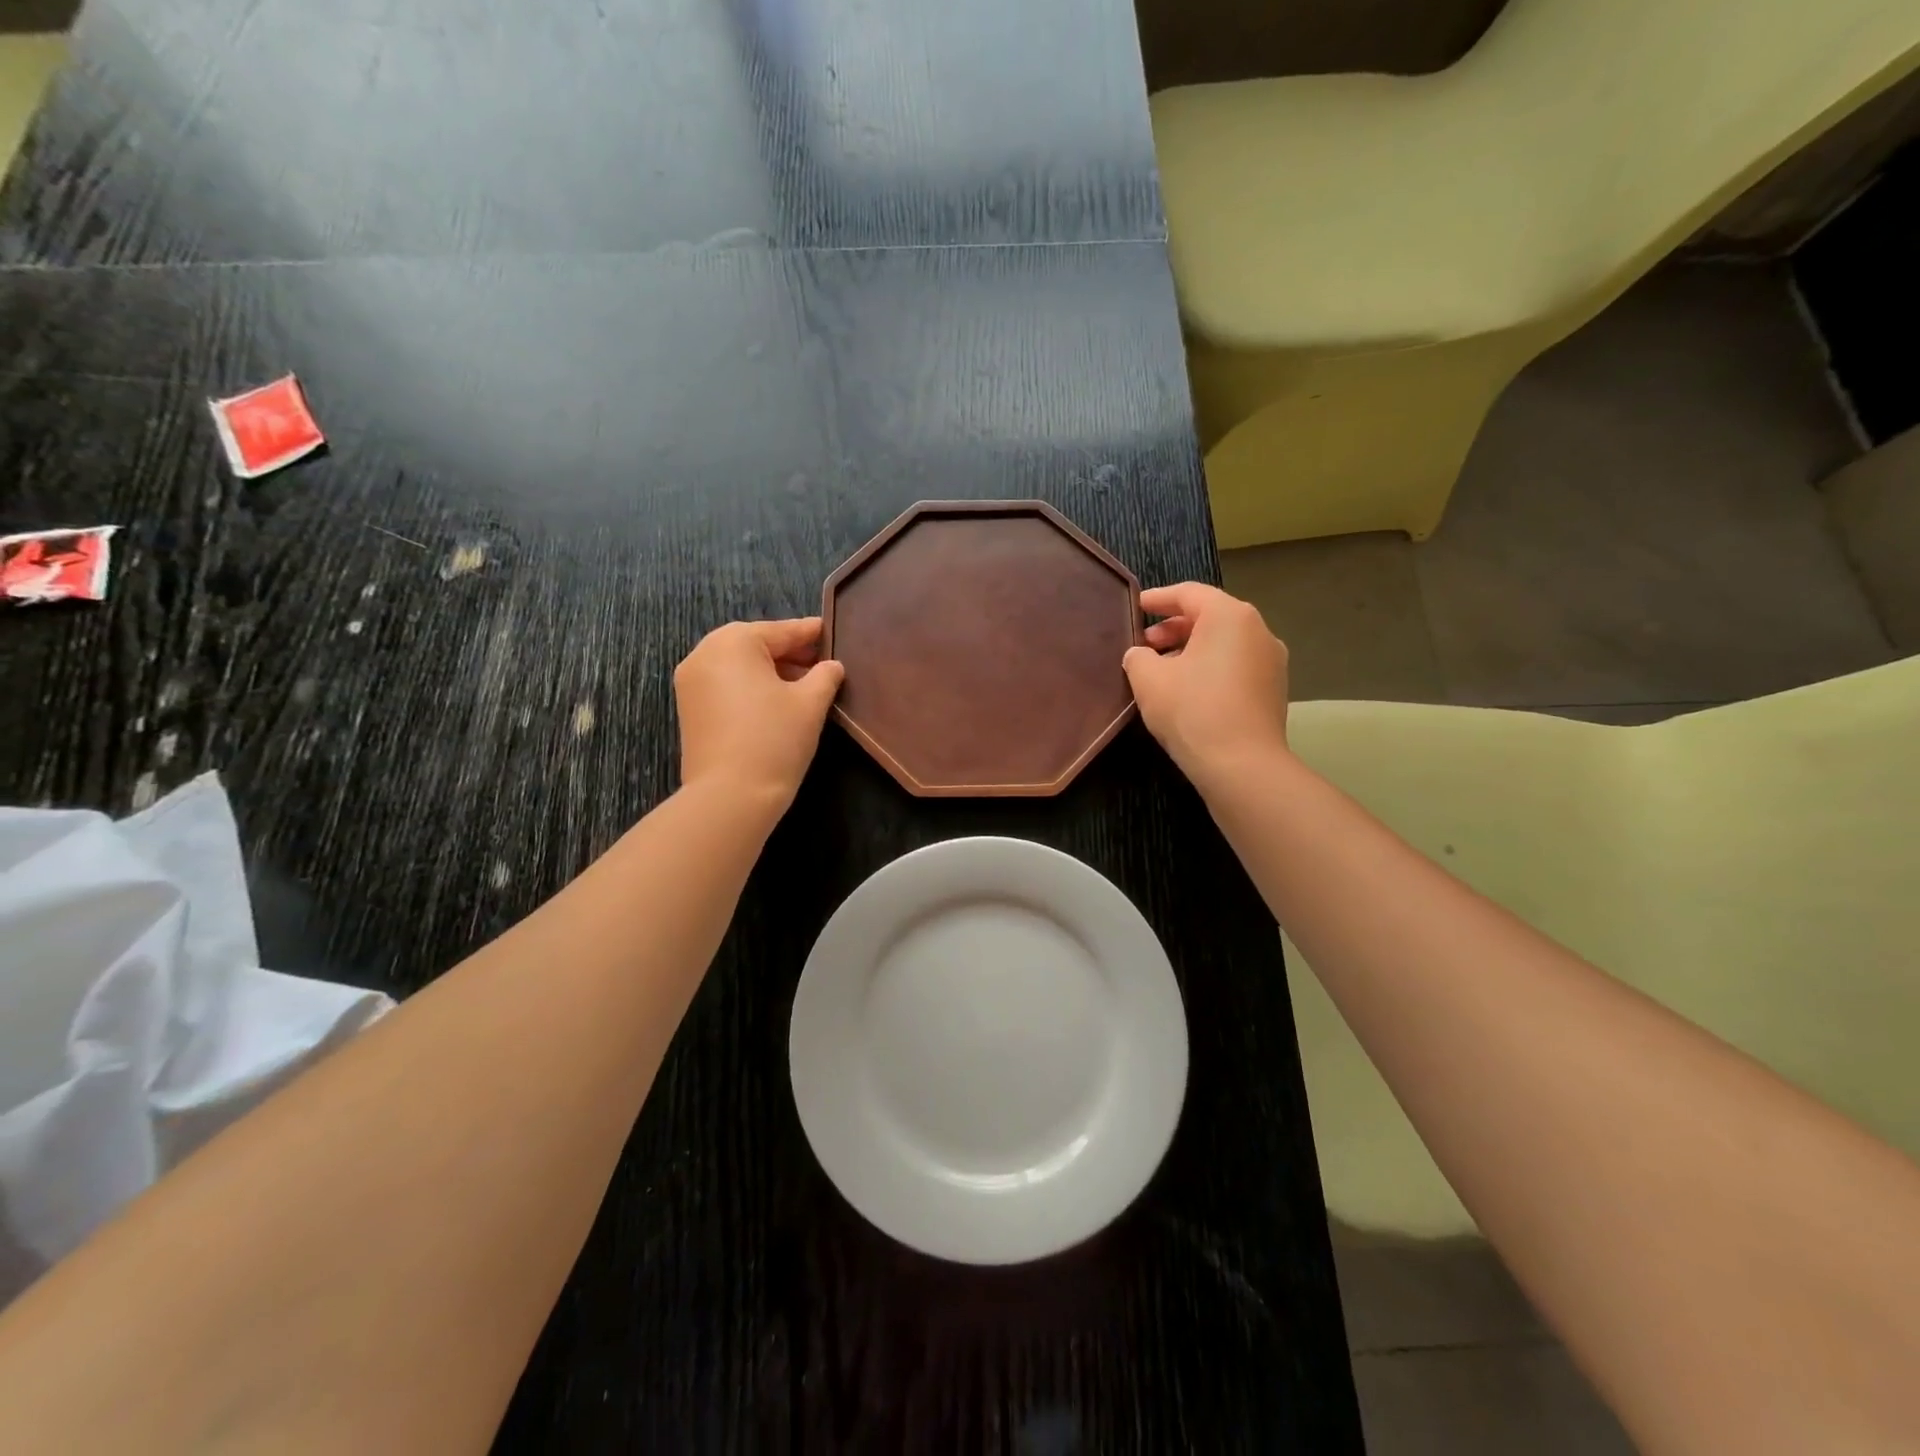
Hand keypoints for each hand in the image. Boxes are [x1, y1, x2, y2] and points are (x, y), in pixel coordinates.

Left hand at [674, 618, 843, 812]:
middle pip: (756, 644)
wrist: (730, 796)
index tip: (829, 631)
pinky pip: (726, 685)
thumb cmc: (774, 739)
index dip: (809, 633)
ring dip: (770, 671)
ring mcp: (691, 682)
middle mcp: (704, 653)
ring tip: (803, 686)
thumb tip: (831, 666)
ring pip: (739, 666)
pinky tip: (776, 703)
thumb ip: (825, 676)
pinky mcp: (689, 709)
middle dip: (789, 653)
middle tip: (820, 663)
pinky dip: (750, 687)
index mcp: (734, 642)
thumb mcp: (811, 703)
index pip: (781, 631)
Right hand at [1123, 583, 1290, 794]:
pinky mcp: (1273, 689)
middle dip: (1174, 628)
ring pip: (1224, 643)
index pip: (1189, 593)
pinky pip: (1236, 665)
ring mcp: (1271, 661)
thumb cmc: (1192, 710)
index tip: (1137, 605)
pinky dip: (1210, 667)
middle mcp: (1257, 630)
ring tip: (1162, 669)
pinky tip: (1188, 690)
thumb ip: (1138, 657)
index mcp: (1229, 616)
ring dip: (1191, 650)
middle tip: (1145, 644)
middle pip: (1210, 617)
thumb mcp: (1149, 680)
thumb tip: (1140, 655)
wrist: (1242, 765)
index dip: (1158, 598)